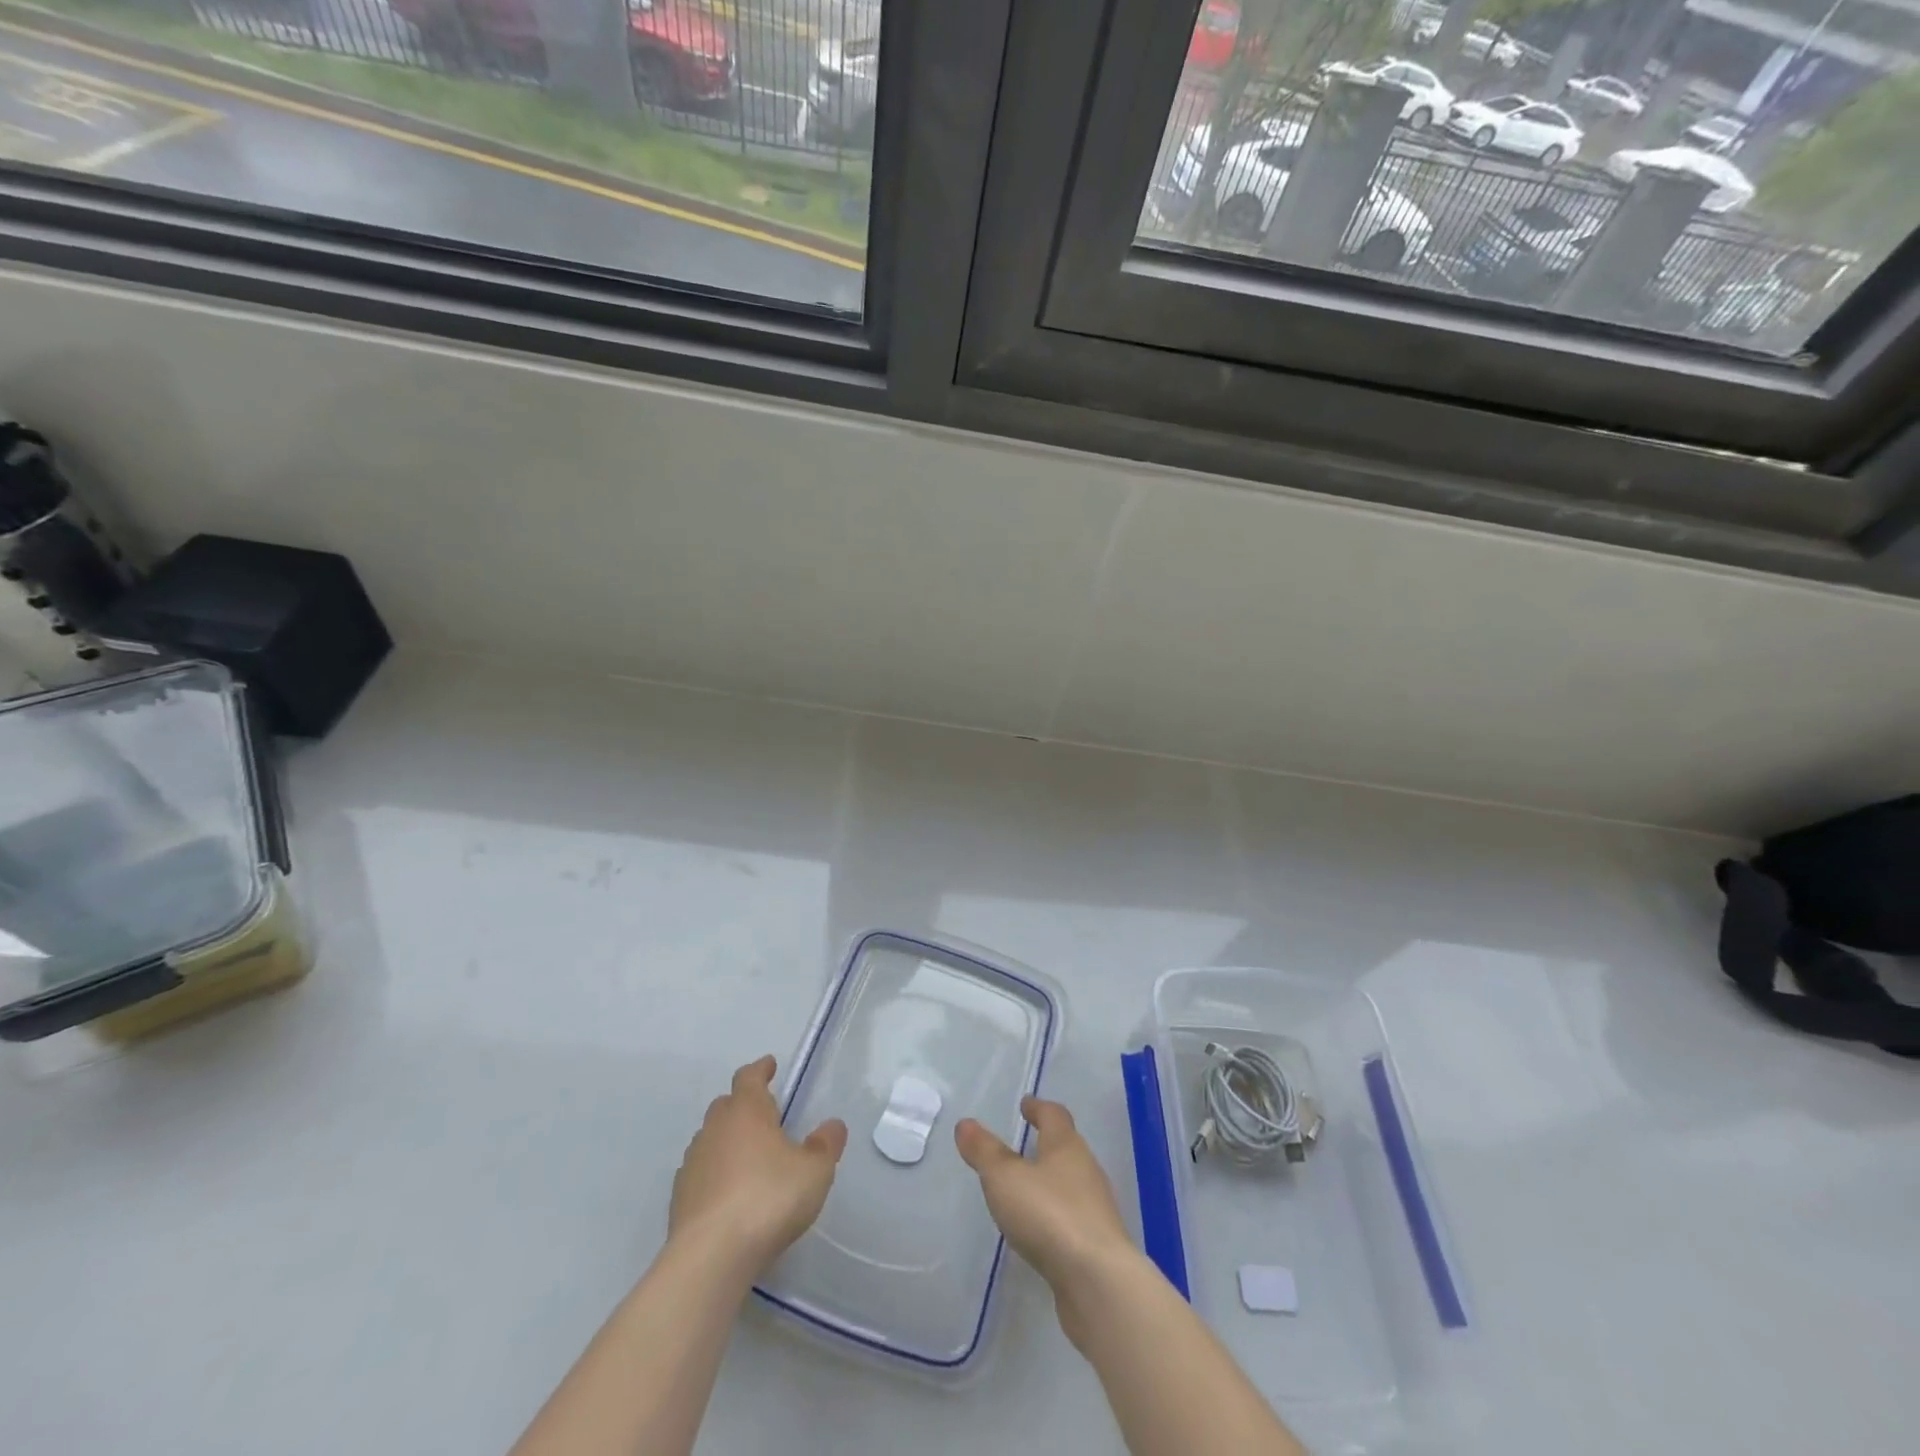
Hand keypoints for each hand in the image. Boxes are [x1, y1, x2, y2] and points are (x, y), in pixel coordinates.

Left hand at [669, 1056, 847, 1273]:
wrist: (710, 1257)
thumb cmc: (768, 1199)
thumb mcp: (814, 1171)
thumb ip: (825, 1145)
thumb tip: (832, 1125)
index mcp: (747, 1111)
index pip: (749, 1077)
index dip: (761, 1069)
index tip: (769, 1065)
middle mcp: (715, 1129)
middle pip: (726, 1105)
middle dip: (743, 1104)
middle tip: (763, 1114)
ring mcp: (693, 1163)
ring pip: (710, 1138)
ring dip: (727, 1140)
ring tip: (748, 1156)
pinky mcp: (679, 1198)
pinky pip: (700, 1172)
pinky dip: (714, 1173)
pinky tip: (728, 1192)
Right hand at [955, 1097, 1138, 1343]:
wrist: (1099, 1282)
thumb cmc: (1049, 1215)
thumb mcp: (1004, 1179)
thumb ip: (984, 1151)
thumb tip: (965, 1123)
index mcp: (1066, 1146)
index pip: (1054, 1115)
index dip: (1038, 1108)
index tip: (1026, 1104)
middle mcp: (1086, 1170)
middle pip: (1066, 1147)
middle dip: (1047, 1143)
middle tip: (1025, 1143)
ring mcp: (1096, 1208)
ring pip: (1072, 1183)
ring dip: (1052, 1180)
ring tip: (1029, 1187)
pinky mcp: (1097, 1244)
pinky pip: (1073, 1217)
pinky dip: (1057, 1214)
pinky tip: (1043, 1230)